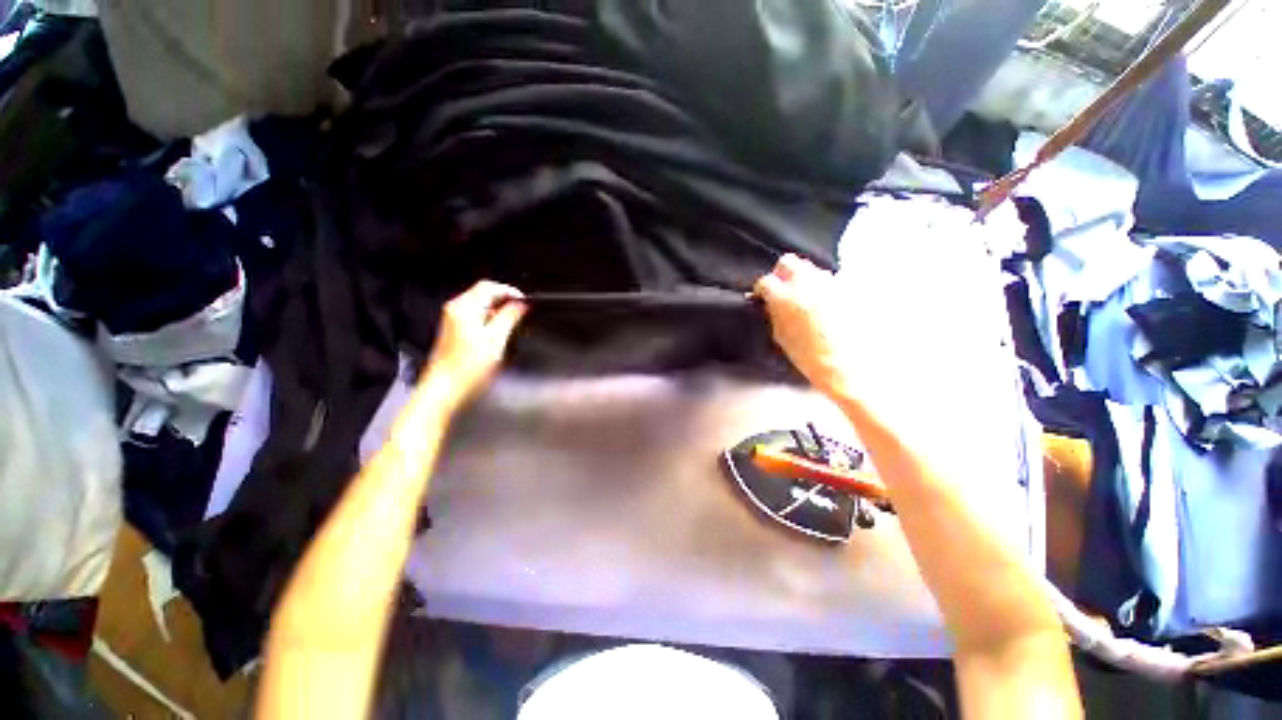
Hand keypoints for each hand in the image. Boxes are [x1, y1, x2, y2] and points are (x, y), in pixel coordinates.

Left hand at [423, 281, 527, 408]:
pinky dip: (489, 319)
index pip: (489, 286)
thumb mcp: (496, 340)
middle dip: (504, 301)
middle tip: (521, 314)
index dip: (510, 291)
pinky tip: (497, 334)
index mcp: (464, 307)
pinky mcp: (454, 330)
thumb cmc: (468, 367)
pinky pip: (475, 316)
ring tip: (512, 325)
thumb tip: (521, 304)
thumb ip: (510, 317)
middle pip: (484, 293)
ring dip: (498, 311)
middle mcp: (455, 309)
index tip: (525, 302)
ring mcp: (453, 320)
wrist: (445, 389)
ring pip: (480, 305)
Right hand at [754, 254, 857, 399]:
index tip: (761, 296)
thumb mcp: (780, 336)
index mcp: (785, 298)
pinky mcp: (847, 289)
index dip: (761, 289)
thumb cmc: (809, 356)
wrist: (845, 365)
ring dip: (802, 277)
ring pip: (810, 267)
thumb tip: (767, 303)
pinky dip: (821, 286)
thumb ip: (772, 313)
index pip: (765, 281)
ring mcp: (829, 284)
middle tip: (780, 288)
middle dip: (781, 273)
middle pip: (788, 262)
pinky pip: (829, 279)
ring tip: (802, 295)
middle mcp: (807, 284)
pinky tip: (821, 302)